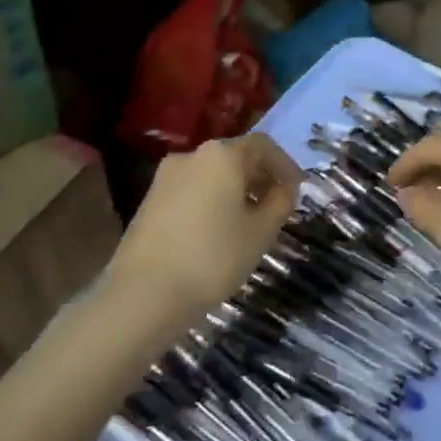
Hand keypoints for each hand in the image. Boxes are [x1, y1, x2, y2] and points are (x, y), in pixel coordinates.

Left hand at [107, 134, 301, 319]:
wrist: (143, 294)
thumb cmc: (213, 257)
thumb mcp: (261, 232)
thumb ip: (280, 203)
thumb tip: (284, 188)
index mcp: (222, 155)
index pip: (263, 146)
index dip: (285, 165)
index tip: (297, 190)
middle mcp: (192, 155)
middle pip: (235, 156)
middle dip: (260, 177)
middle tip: (276, 207)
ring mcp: (165, 177)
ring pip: (212, 174)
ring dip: (236, 190)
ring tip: (249, 223)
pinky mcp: (150, 200)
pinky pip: (192, 190)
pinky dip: (212, 201)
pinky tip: (218, 231)